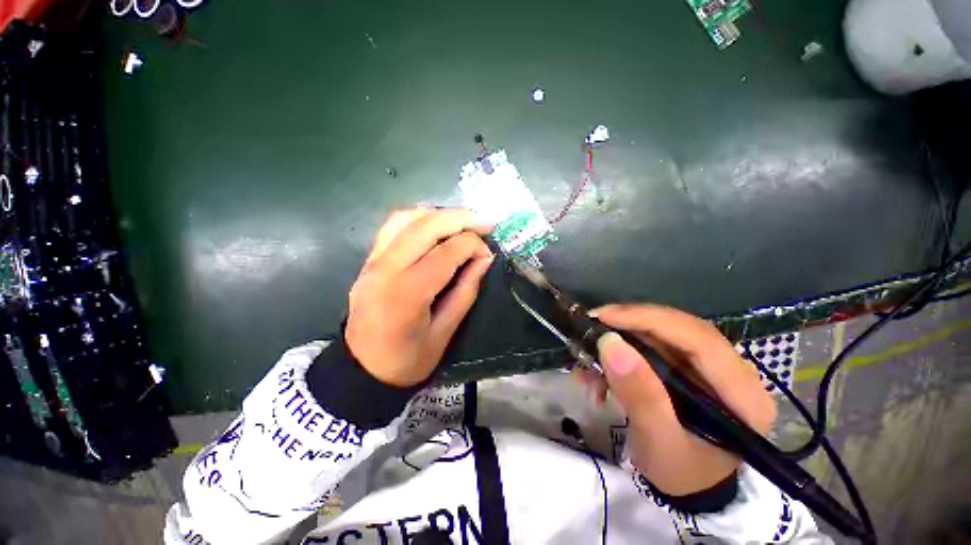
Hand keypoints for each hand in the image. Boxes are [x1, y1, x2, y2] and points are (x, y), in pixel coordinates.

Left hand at [346, 209, 494, 387]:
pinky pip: (393, 227)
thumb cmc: (407, 360)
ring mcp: (372, 262)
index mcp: (407, 293)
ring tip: (463, 222)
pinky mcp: (368, 261)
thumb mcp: (445, 333)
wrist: (361, 370)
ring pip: (406, 219)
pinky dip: (418, 219)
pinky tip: (436, 226)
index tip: (489, 253)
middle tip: (485, 222)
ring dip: (439, 214)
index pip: (446, 252)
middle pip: (426, 226)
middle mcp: (386, 269)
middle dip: (461, 219)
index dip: (473, 245)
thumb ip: (466, 291)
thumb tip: (484, 258)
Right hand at [591, 304, 775, 495]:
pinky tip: (603, 364)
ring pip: (665, 332)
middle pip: (681, 328)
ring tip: (592, 347)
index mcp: (742, 395)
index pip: (699, 339)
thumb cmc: (680, 472)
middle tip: (594, 321)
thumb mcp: (658, 442)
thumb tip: (610, 343)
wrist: (687, 485)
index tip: (604, 317)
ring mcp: (711, 366)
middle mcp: (733, 371)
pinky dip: (625, 348)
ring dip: (625, 335)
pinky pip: (655, 343)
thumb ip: (640, 395)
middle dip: (633, 321)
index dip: (649, 320)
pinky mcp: (690, 365)